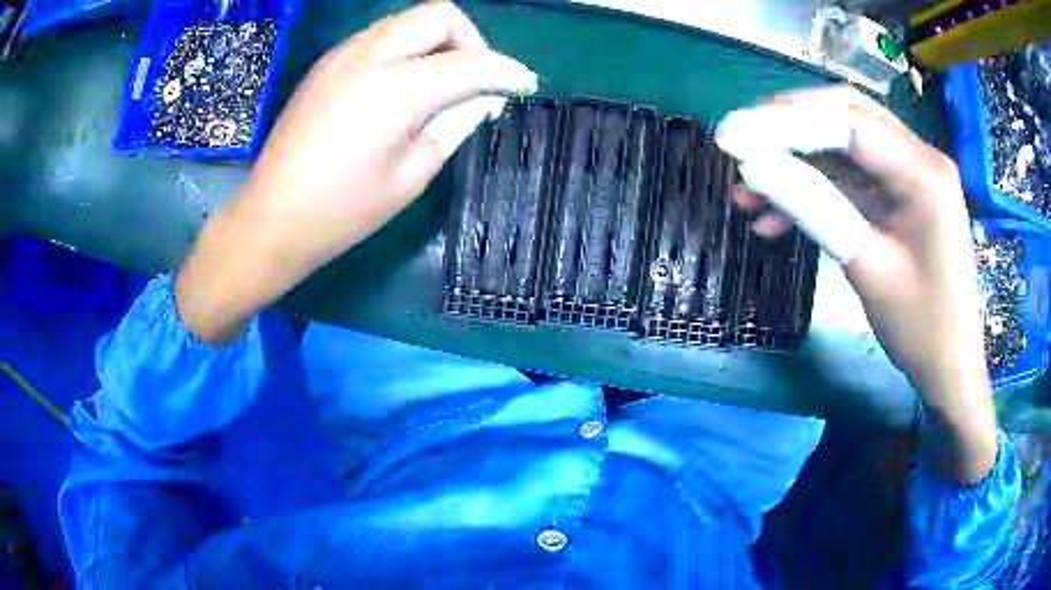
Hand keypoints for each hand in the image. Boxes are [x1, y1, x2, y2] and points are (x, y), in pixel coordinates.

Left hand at [175, 2, 536, 343]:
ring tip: (438, 84)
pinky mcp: (327, 63)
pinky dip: (406, 49)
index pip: (469, 63)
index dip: (505, 71)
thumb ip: (452, 126)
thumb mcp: (410, 176)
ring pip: (408, 21)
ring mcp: (343, 55)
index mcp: (395, 89)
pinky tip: (401, 86)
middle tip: (474, 80)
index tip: (523, 85)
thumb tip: (481, 100)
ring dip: (436, 42)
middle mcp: (369, 56)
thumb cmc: (342, 212)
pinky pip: (380, 37)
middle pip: (439, 15)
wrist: (271, 218)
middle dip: (470, 41)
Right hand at [729, 87, 996, 483]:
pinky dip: (816, 188)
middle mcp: (920, 157)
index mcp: (924, 172)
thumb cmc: (921, 328)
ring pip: (844, 143)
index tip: (730, 134)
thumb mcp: (867, 268)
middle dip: (787, 125)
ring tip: (748, 190)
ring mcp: (911, 174)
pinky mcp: (900, 194)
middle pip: (845, 115)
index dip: (784, 122)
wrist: (949, 367)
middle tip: (738, 142)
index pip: (847, 122)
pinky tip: (777, 215)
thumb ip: (814, 207)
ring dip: (796, 160)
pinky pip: (852, 176)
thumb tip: (752, 166)